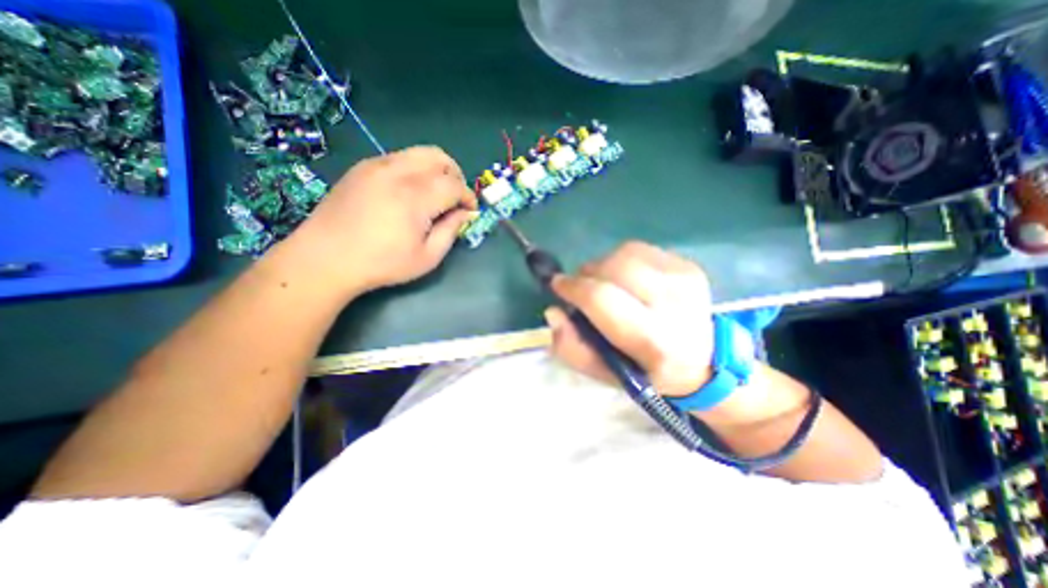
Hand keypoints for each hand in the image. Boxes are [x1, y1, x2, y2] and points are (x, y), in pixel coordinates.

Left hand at [286, 145, 477, 293]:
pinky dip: (415, 170)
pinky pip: (399, 158)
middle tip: (455, 198)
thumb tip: (465, 213)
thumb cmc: (382, 263)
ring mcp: (376, 165)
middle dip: (455, 175)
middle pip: (439, 157)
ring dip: (436, 170)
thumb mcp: (427, 257)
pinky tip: (409, 193)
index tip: (470, 212)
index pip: (454, 185)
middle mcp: (397, 172)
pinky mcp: (362, 167)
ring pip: (419, 153)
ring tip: (435, 194)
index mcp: (415, 197)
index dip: (468, 197)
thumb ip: (451, 231)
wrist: (326, 258)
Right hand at [549, 242, 712, 395]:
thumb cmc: (646, 371)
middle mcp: (674, 304)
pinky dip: (621, 261)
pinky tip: (626, 279)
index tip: (558, 286)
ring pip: (624, 254)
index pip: (601, 298)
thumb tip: (553, 312)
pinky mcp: (687, 265)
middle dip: (587, 275)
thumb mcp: (605, 373)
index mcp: (653, 340)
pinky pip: (639, 250)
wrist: (703, 361)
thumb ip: (572, 348)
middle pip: (613, 268)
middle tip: (582, 288)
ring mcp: (684, 279)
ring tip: (605, 284)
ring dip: (603, 266)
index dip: (573, 288)